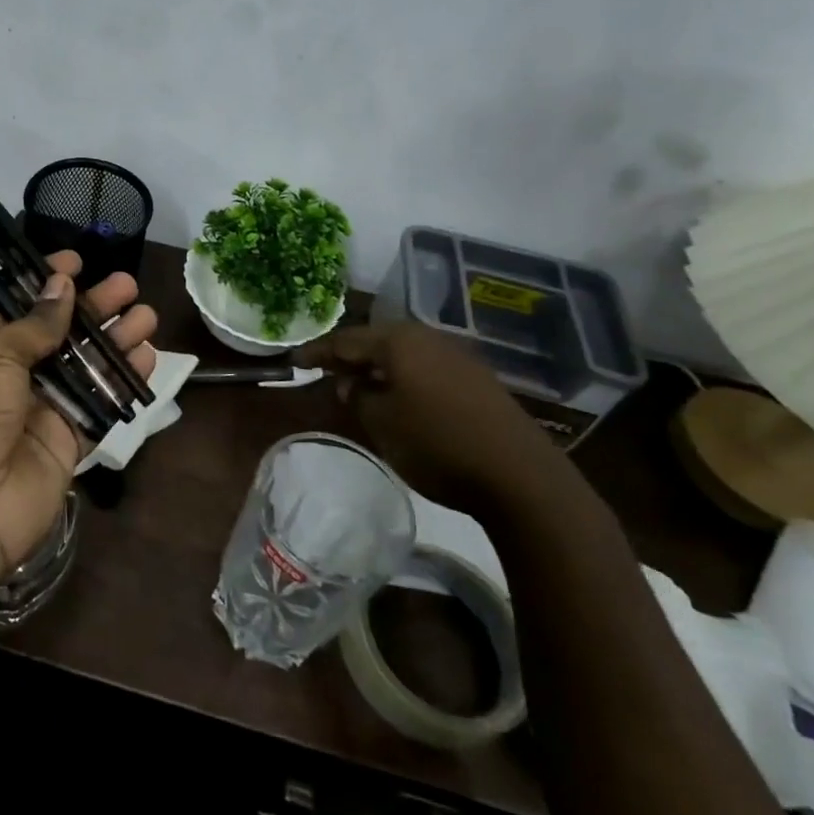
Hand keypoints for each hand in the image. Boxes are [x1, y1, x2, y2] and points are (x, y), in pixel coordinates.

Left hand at [0, 252, 156, 587]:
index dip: (42, 279)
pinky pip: (100, 403)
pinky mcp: (68, 440)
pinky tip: (148, 357)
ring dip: (115, 338)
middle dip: (91, 306)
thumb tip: (61, 284)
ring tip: (146, 314)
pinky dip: (123, 380)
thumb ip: (34, 323)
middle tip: (126, 284)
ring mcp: (41, 407)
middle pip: (57, 330)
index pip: (12, 301)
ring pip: (85, 364)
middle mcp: (9, 373)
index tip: (75, 260)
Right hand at [296, 322, 568, 515]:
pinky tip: (398, 397)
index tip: (293, 361)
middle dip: (348, 356)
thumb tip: (350, 382)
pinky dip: (403, 377)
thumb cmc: (436, 444)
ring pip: (403, 353)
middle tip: (323, 371)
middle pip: (376, 341)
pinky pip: (425, 367)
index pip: (345, 340)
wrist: (520, 476)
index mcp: (398, 341)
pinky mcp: (477, 379)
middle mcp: (427, 338)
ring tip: (357, 386)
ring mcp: (457, 356)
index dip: (317, 352)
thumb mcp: (380, 423)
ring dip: (377, 367)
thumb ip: (356, 396)